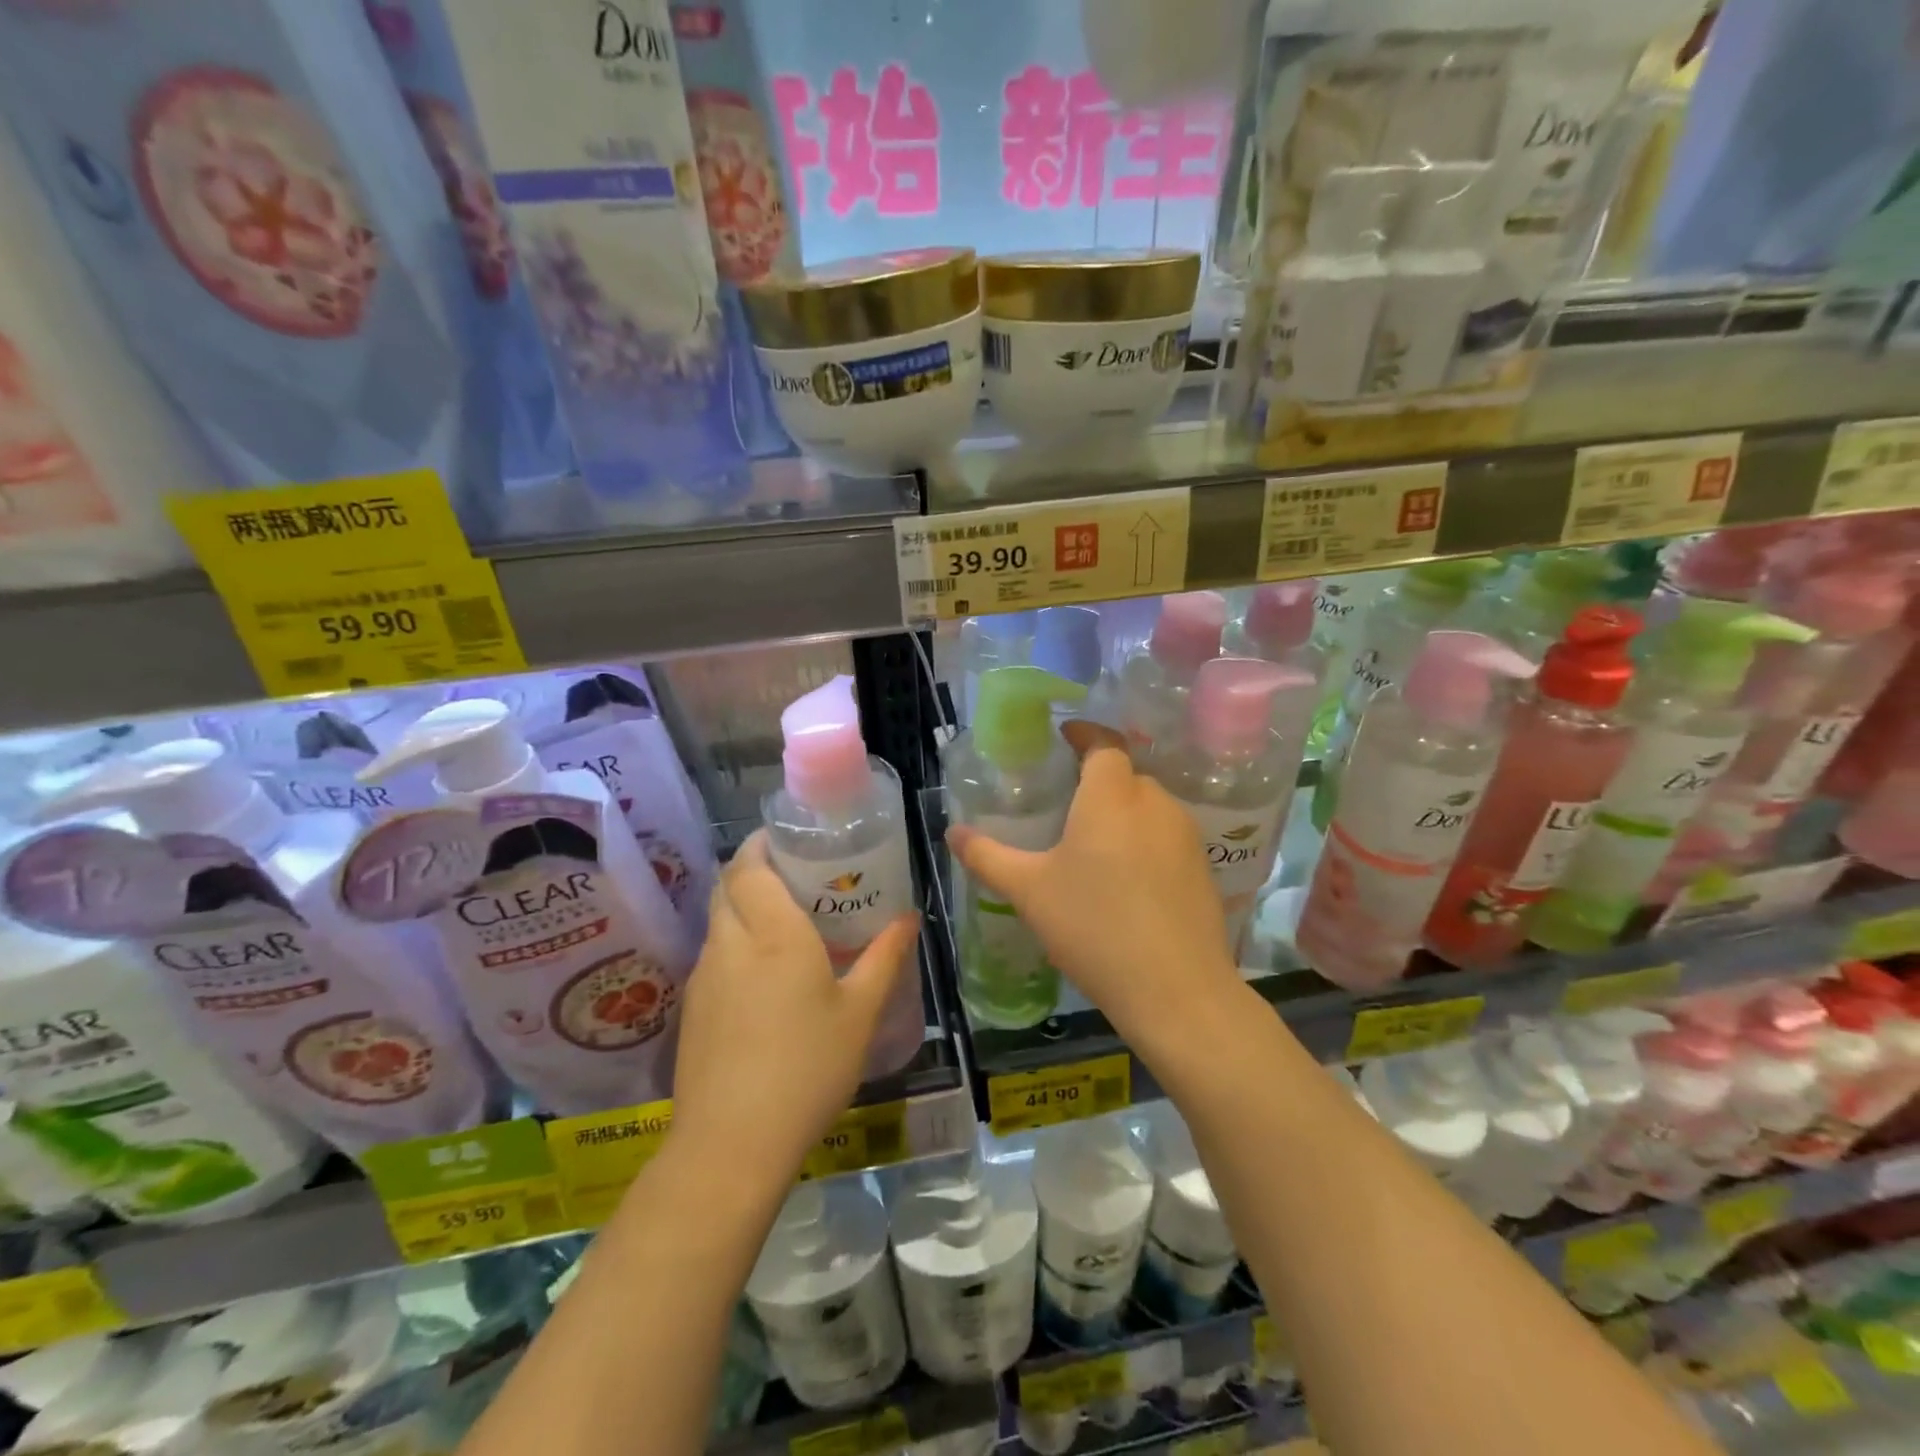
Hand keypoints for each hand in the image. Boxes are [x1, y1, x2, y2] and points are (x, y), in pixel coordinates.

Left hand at [670, 831, 919, 1174]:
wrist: (732, 1144)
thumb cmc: (808, 1068)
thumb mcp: (860, 1013)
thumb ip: (885, 957)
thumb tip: (909, 917)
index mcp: (773, 932)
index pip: (749, 865)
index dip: (762, 843)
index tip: (789, 839)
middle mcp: (730, 942)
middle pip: (727, 884)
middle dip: (753, 869)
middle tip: (795, 876)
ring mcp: (704, 975)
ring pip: (717, 919)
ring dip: (742, 906)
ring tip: (783, 922)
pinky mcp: (692, 1007)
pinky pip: (713, 953)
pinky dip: (733, 942)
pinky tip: (762, 975)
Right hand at [946, 722, 1243, 1055]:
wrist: (1176, 991)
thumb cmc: (1094, 926)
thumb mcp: (1029, 891)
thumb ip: (988, 856)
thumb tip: (953, 833)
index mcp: (1112, 796)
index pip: (1104, 743)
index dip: (1084, 733)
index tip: (1064, 736)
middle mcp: (1155, 803)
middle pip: (1125, 775)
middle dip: (1097, 780)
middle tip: (1065, 803)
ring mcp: (1186, 836)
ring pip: (1148, 807)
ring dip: (1121, 813)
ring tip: (1091, 845)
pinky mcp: (1203, 869)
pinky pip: (1166, 837)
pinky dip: (1143, 842)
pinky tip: (1125, 881)